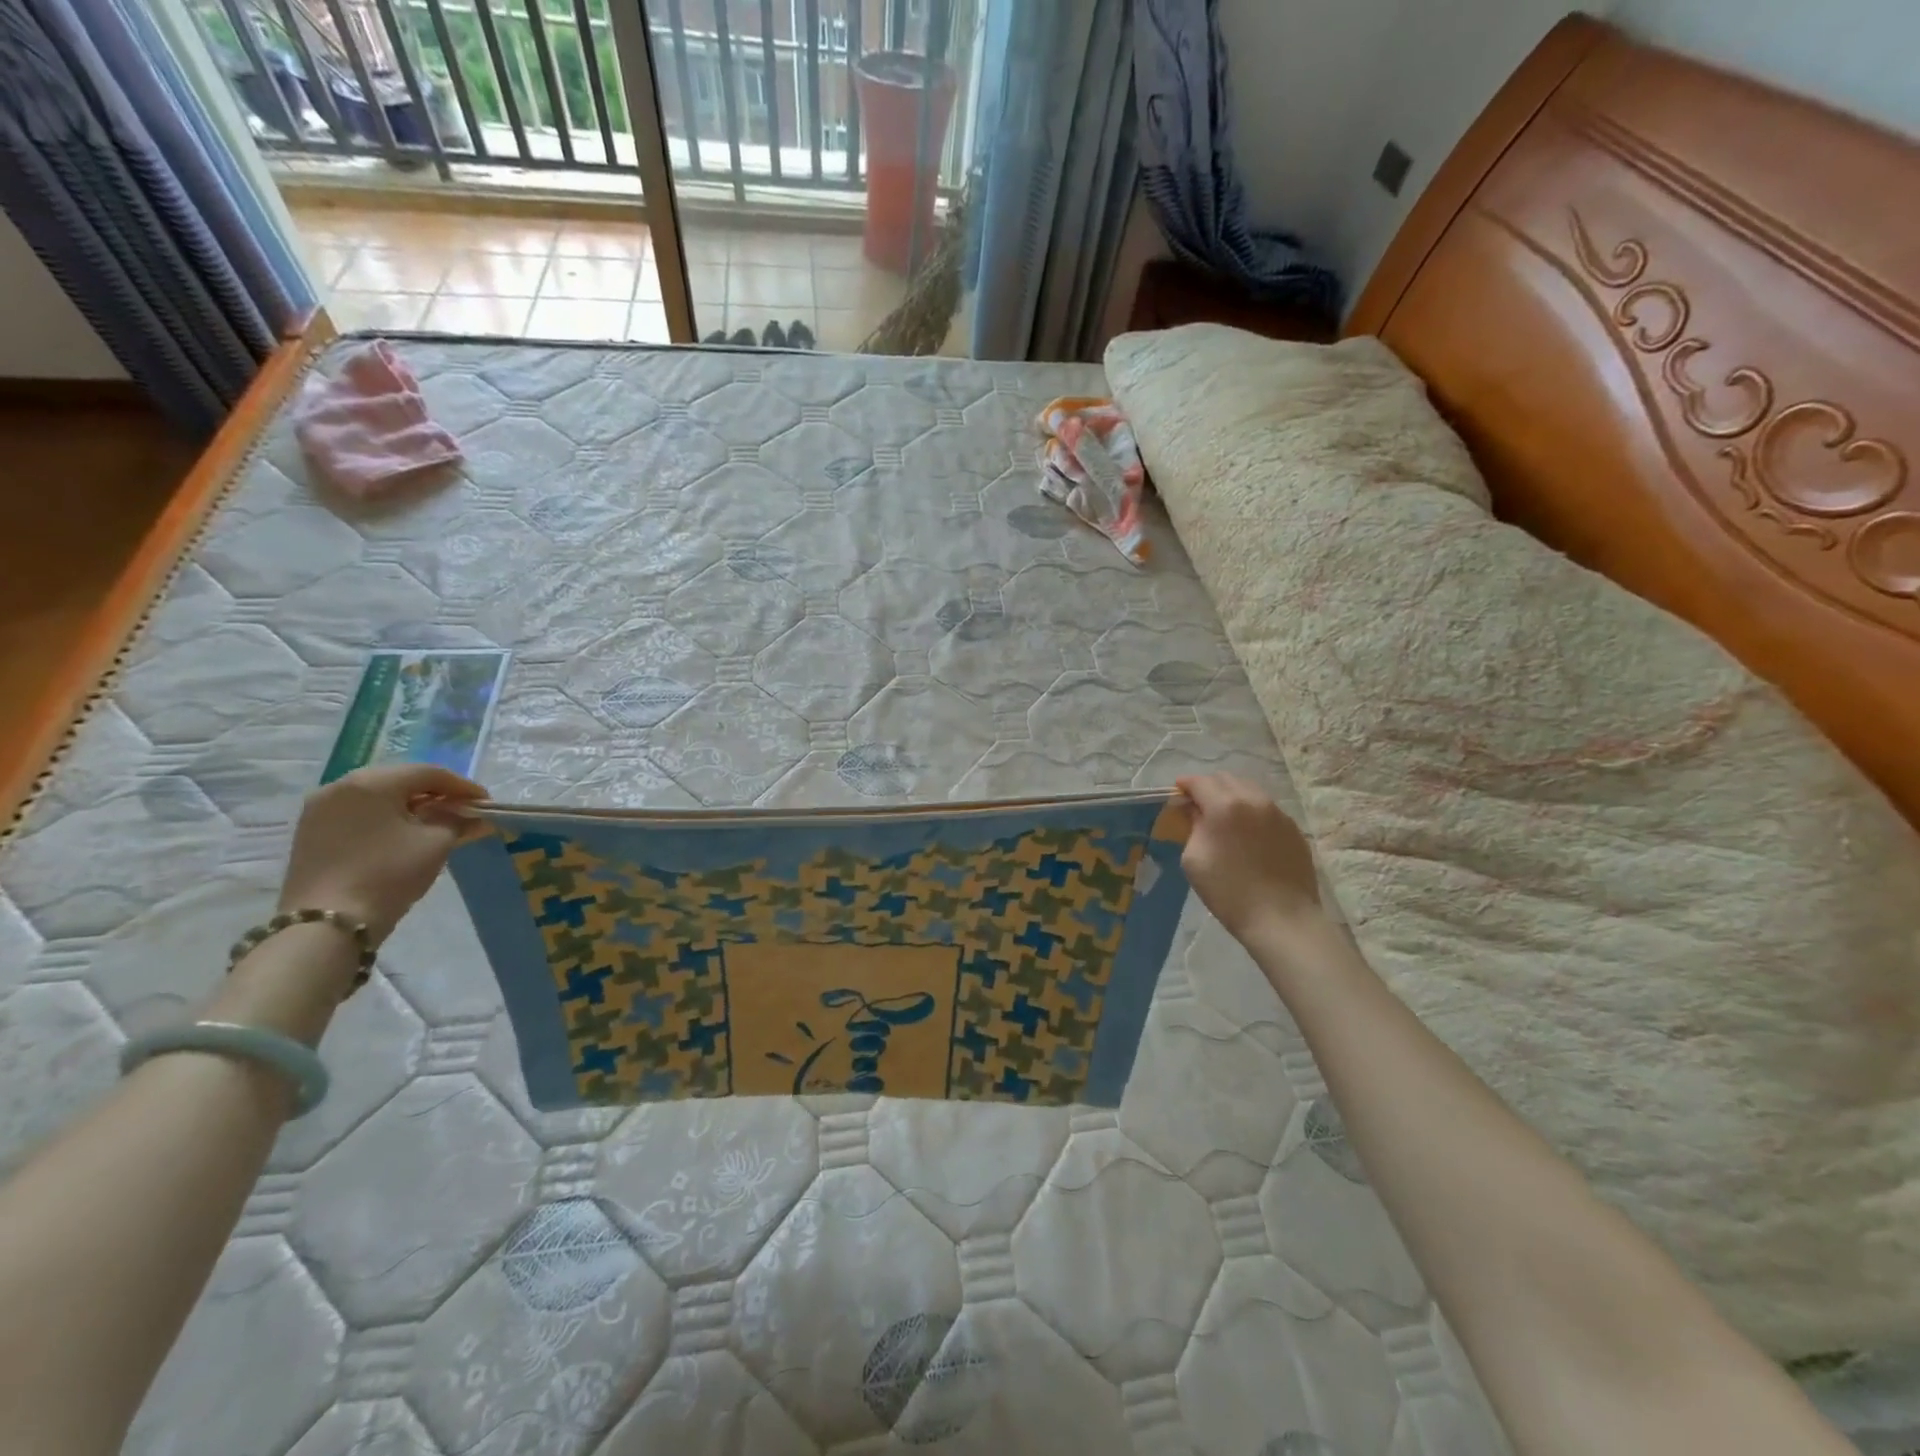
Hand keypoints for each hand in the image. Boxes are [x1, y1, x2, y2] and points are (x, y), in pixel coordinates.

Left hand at [278, 765, 487, 942]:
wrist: (327, 923)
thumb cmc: (388, 874)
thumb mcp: (436, 843)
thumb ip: (459, 821)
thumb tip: (476, 816)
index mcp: (371, 782)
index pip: (429, 773)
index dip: (463, 786)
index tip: (486, 803)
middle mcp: (340, 786)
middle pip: (401, 780)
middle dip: (436, 794)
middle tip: (464, 810)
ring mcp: (319, 809)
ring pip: (378, 796)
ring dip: (411, 805)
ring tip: (437, 823)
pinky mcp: (311, 831)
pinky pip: (359, 812)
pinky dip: (387, 817)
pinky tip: (405, 833)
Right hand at [1175, 774, 1320, 943]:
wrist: (1281, 918)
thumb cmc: (1228, 892)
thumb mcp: (1194, 859)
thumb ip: (1192, 826)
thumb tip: (1195, 812)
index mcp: (1224, 806)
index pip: (1199, 782)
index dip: (1185, 786)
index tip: (1177, 795)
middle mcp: (1253, 800)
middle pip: (1226, 779)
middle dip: (1209, 788)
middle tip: (1199, 807)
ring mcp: (1278, 813)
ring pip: (1250, 790)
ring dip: (1232, 797)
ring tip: (1225, 819)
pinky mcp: (1293, 828)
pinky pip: (1267, 809)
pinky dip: (1252, 812)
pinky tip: (1248, 835)